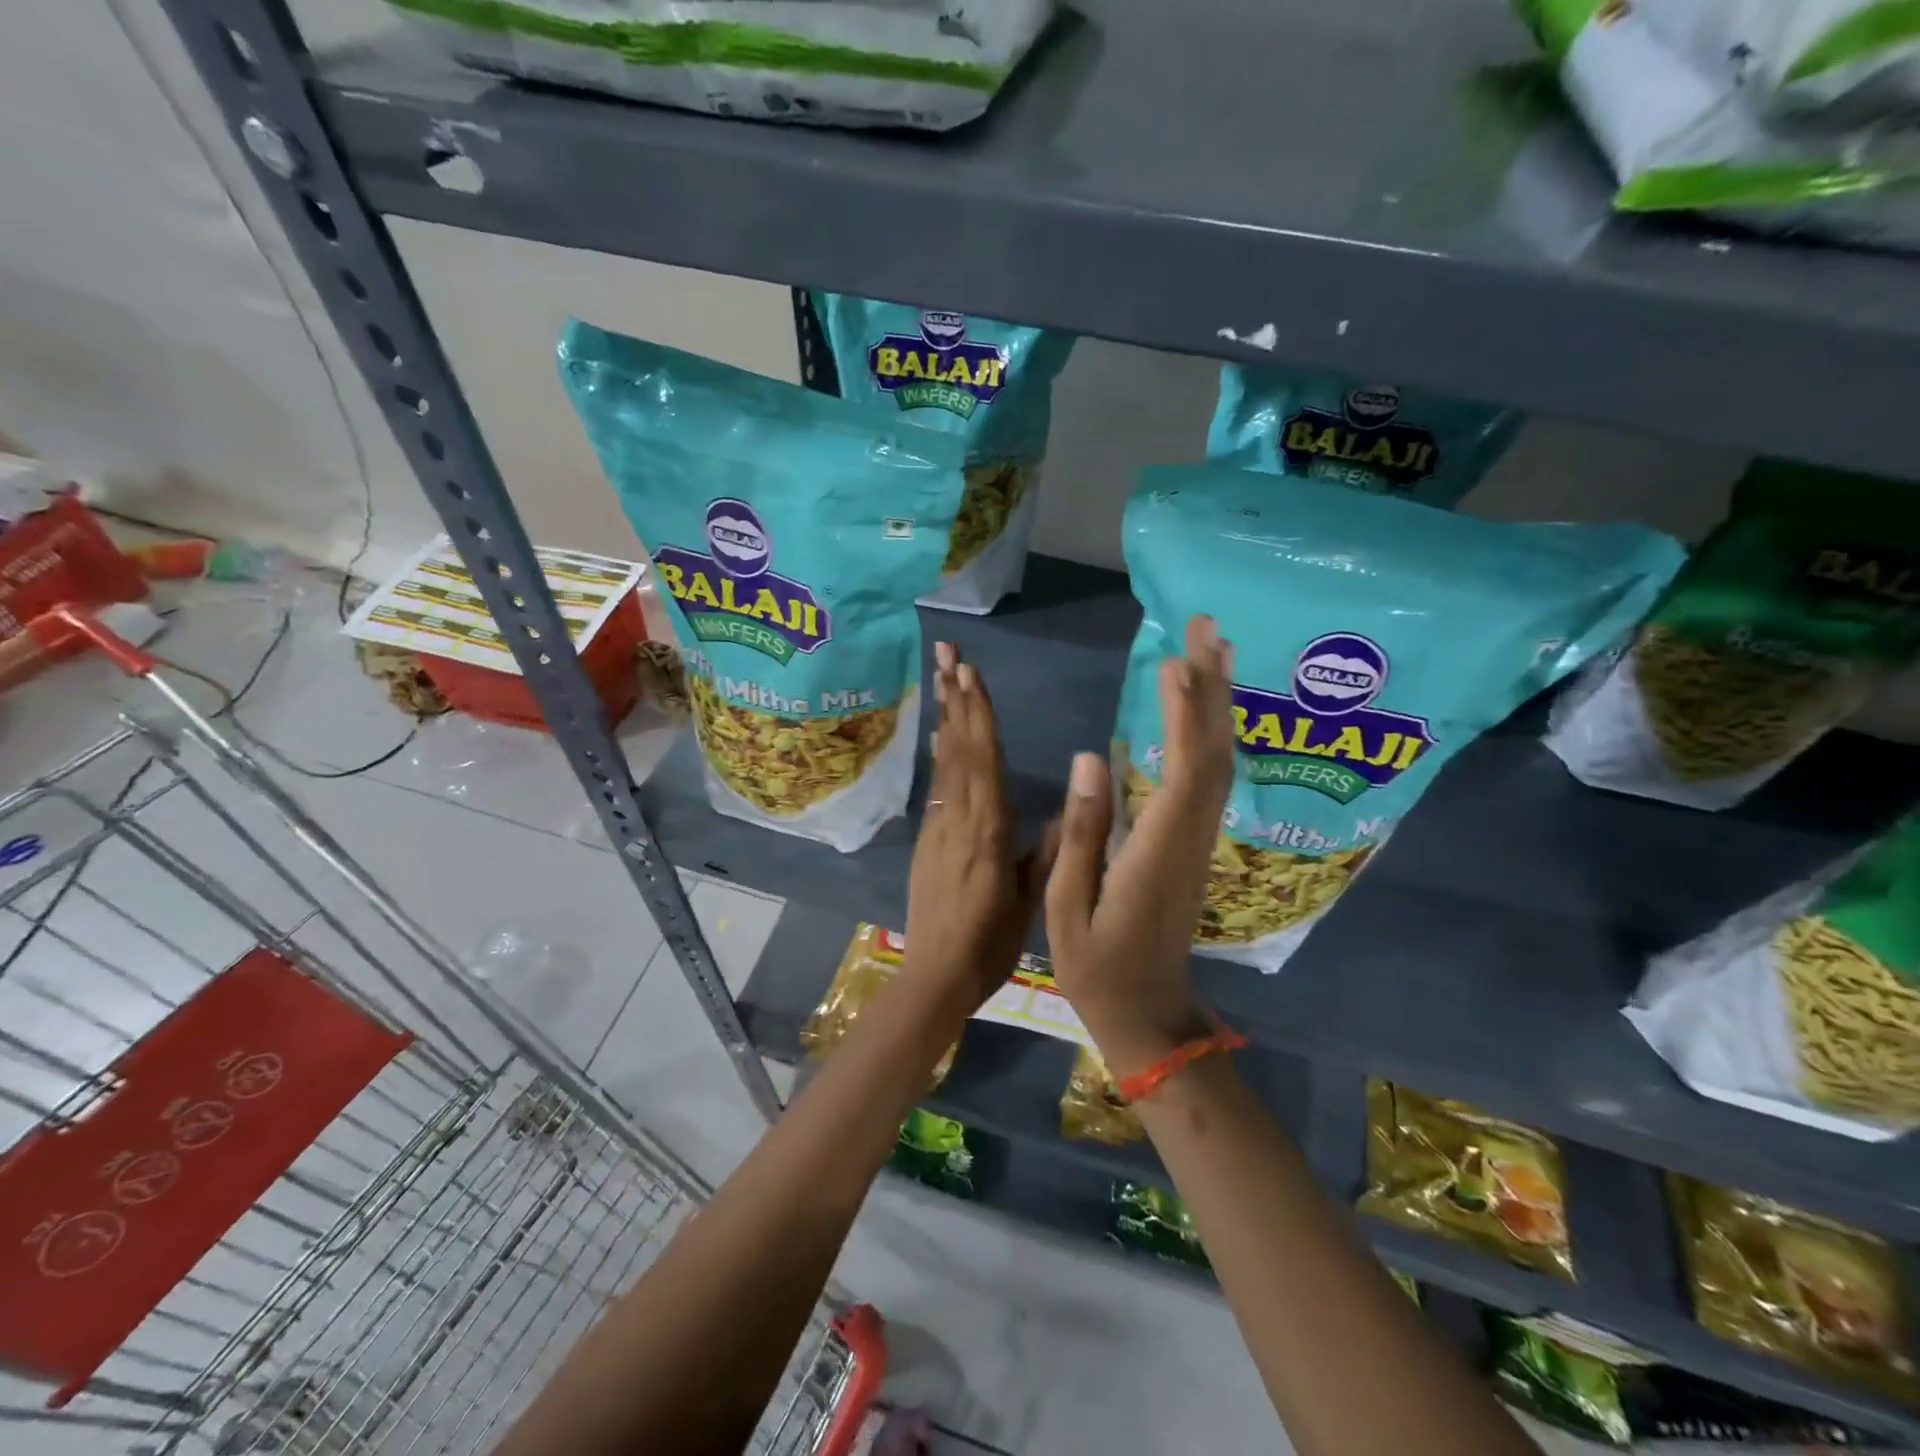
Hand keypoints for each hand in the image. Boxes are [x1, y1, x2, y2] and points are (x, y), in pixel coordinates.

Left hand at [903, 642, 1056, 1015]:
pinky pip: (937, 783)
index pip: (982, 758)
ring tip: (942, 677)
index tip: (969, 671)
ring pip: (943, 761)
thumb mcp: (1029, 901)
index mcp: (986, 829)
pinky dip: (940, 752)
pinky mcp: (928, 838)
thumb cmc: (990, 943)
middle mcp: (958, 817)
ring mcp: (937, 825)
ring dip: (944, 716)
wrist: (935, 976)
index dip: (977, 712)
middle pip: (956, 747)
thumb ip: (1046, 851)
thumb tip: (1068, 808)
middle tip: (944, 652)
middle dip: (953, 696)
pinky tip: (940, 735)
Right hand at [1045, 616, 1235, 1078]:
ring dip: (1219, 704)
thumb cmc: (1097, 968)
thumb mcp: (1066, 907)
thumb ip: (1082, 832)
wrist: (1149, 1016)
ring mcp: (1197, 841)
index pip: (1183, 772)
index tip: (1176, 662)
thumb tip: (1091, 756)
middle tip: (1208, 626)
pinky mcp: (1193, 844)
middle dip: (1214, 688)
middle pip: (1214, 754)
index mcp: (1156, 852)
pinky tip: (1202, 709)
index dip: (1185, 715)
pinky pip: (1210, 778)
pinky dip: (1209, 735)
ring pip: (1219, 762)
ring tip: (1214, 649)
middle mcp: (1189, 837)